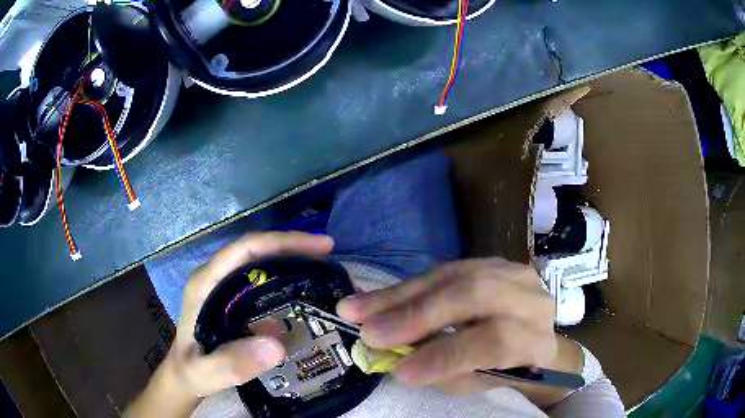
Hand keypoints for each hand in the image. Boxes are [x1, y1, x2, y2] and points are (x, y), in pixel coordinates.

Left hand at [165, 232, 334, 397]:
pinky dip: (287, 278)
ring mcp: (225, 287)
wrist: (185, 375)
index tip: (319, 246)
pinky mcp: (234, 299)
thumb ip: (231, 364)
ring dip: (292, 259)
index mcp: (205, 283)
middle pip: (256, 249)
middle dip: (293, 246)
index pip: (244, 250)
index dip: (282, 242)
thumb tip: (276, 346)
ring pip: (261, 261)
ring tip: (325, 270)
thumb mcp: (205, 373)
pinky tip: (307, 290)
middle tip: (330, 256)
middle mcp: (215, 277)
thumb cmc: (191, 371)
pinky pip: (263, 280)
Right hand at [337, 258, 563, 390]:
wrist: (530, 334)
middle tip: (369, 332)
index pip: (496, 341)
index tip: (401, 371)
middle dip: (416, 314)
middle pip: (474, 294)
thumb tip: (395, 359)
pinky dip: (406, 287)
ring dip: (398, 295)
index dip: (447, 355)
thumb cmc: (504, 367)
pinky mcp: (488, 261)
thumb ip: (443, 370)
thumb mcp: (479, 380)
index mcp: (536, 338)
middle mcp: (530, 298)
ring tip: (355, 309)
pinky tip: (377, 299)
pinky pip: (442, 270)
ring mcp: (509, 272)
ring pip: (451, 275)